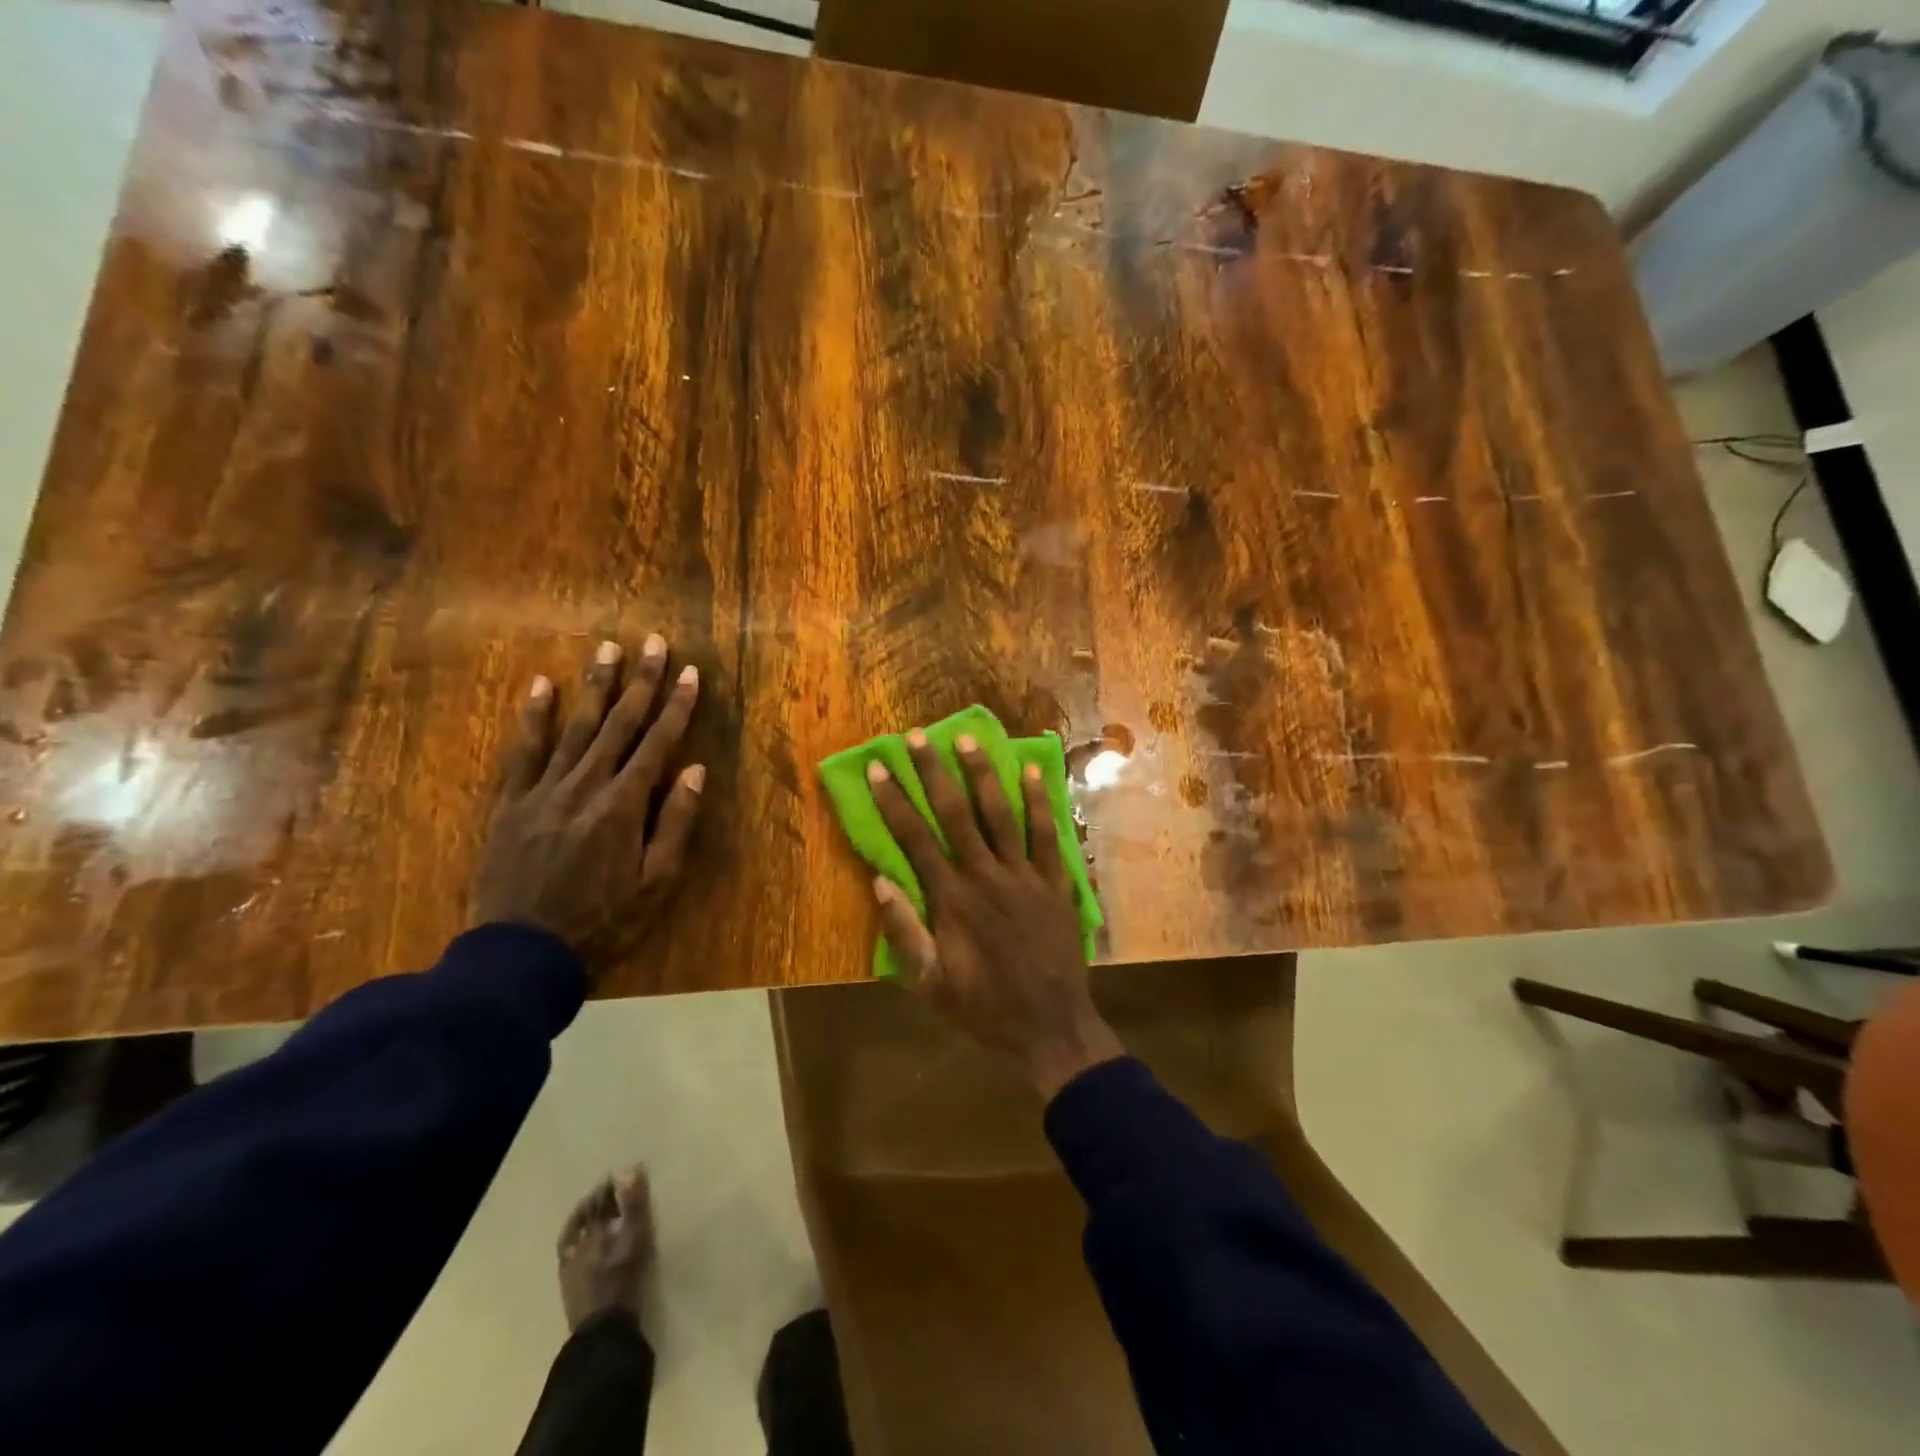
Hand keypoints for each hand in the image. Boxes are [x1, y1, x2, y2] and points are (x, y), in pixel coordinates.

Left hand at [469, 637, 703, 975]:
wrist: (520, 954)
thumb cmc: (601, 922)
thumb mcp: (655, 883)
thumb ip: (675, 823)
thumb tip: (694, 770)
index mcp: (623, 805)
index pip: (657, 743)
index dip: (676, 706)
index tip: (689, 673)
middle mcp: (584, 785)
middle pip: (618, 723)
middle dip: (640, 680)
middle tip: (653, 641)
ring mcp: (542, 790)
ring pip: (574, 727)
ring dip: (594, 685)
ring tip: (607, 648)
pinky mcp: (510, 802)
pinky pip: (522, 750)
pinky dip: (532, 716)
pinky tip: (540, 685)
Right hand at [866, 730, 1122, 1099]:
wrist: (1051, 1026)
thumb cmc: (984, 1008)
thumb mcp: (930, 984)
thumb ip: (905, 933)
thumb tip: (880, 882)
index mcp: (952, 900)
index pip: (915, 839)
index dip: (894, 800)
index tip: (879, 767)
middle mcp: (986, 876)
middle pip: (955, 814)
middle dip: (933, 772)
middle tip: (918, 736)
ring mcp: (1025, 876)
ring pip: (1001, 814)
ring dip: (982, 774)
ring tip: (967, 738)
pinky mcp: (1056, 882)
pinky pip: (1047, 834)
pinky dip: (1039, 802)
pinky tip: (1031, 770)